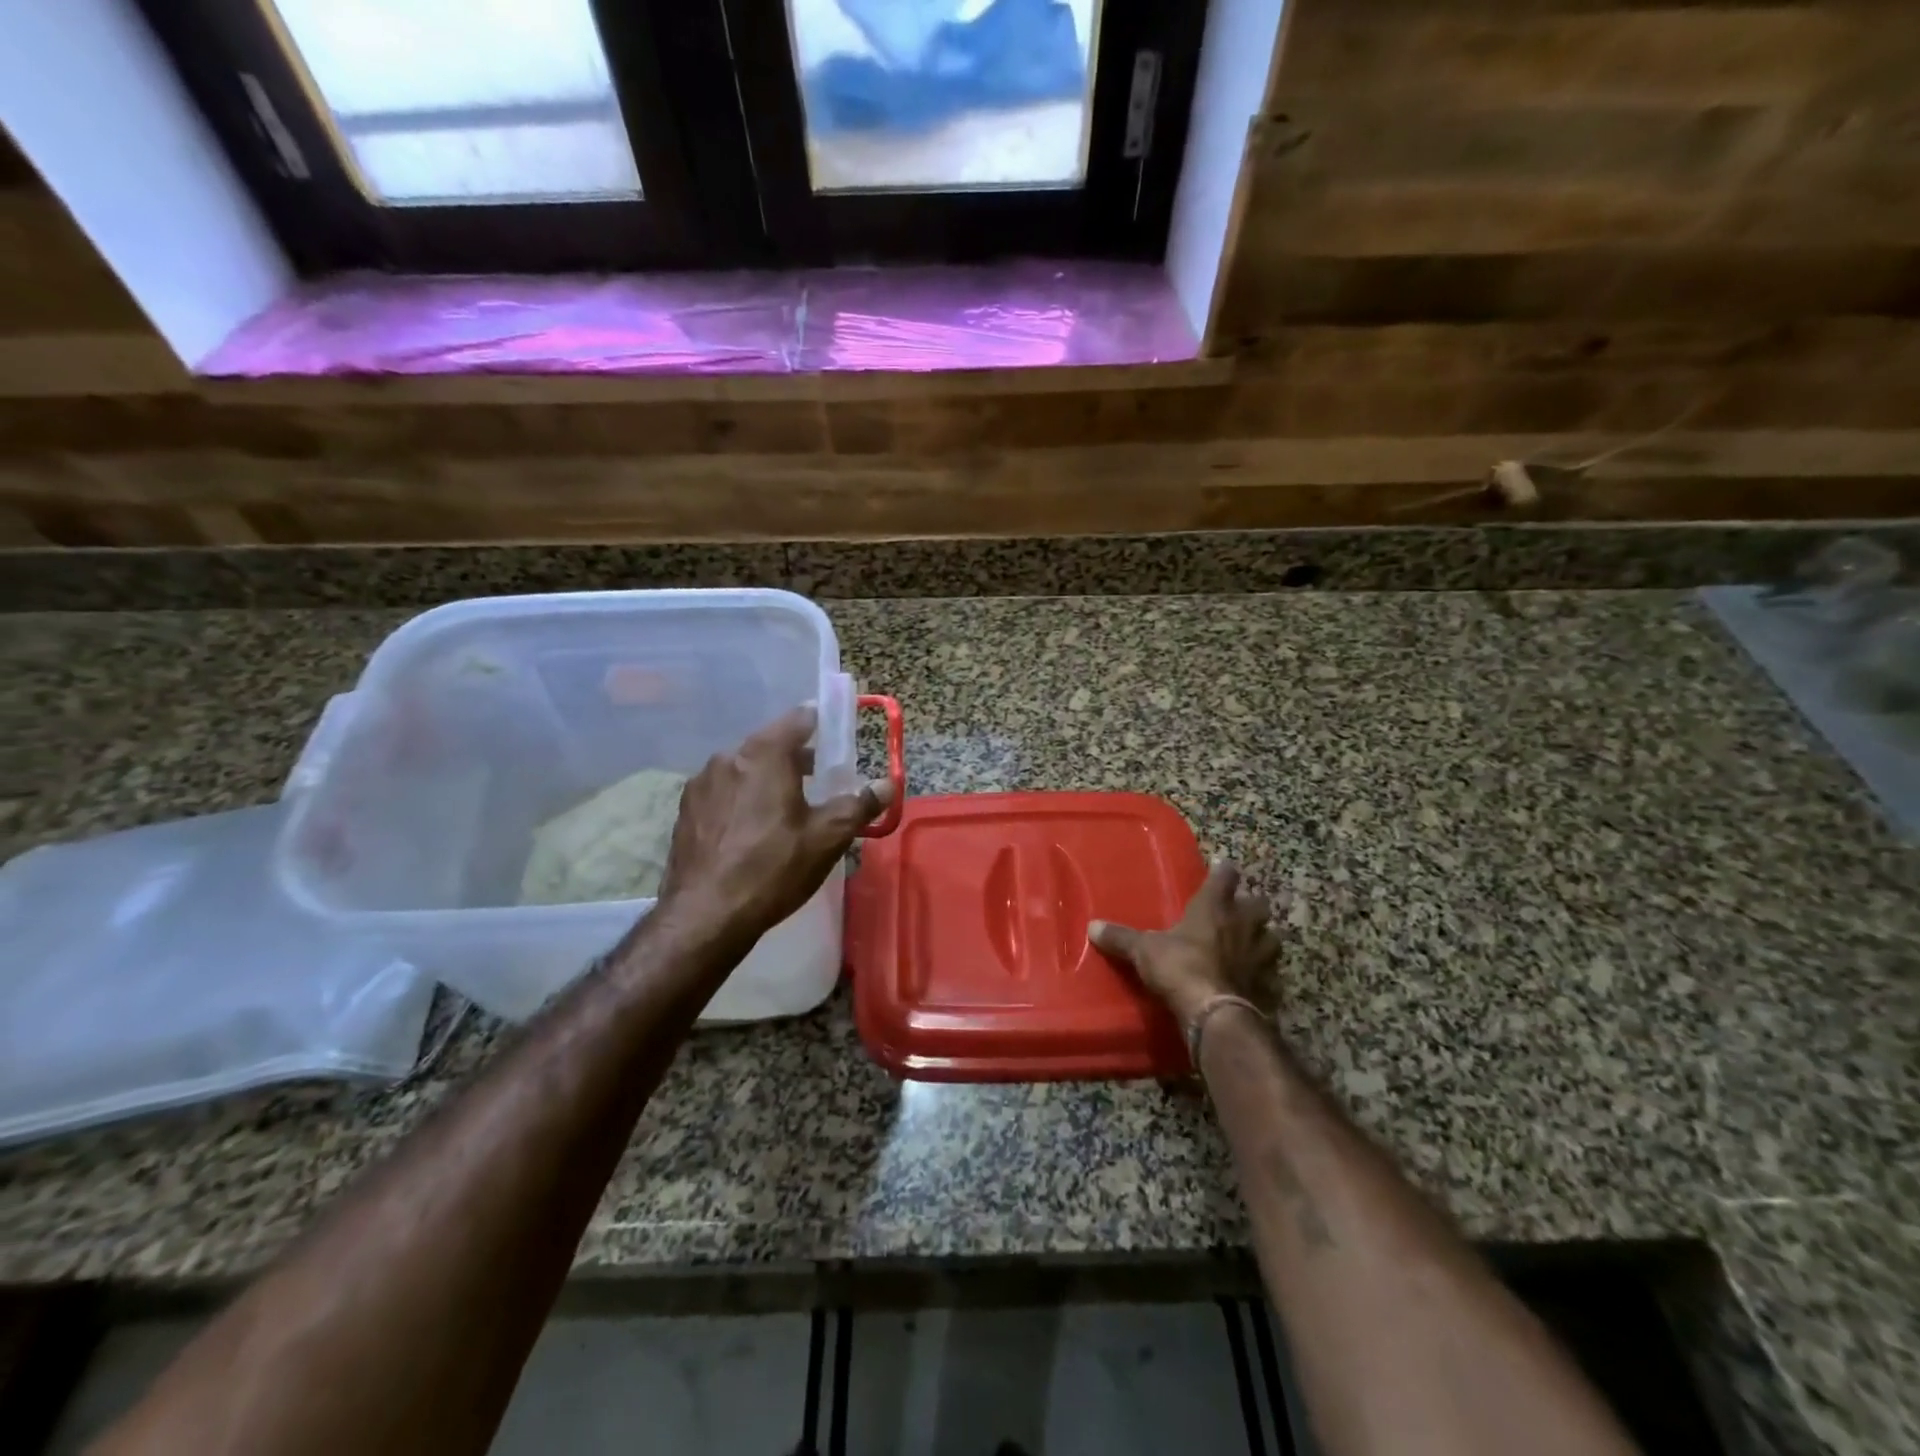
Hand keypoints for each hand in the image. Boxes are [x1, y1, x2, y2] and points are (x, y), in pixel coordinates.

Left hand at [657, 706, 892, 943]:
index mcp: (764, 754)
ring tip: (785, 809)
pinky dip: (742, 799)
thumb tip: (886, 785)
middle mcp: (728, 758)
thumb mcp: (827, 837)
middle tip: (818, 779)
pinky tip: (752, 830)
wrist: (705, 916)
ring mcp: (701, 784)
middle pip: (769, 744)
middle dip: (795, 757)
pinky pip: (723, 792)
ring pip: (743, 769)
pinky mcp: (686, 811)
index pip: (798, 719)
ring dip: (766, 779)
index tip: (835, 737)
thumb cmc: (773, 868)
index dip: (821, 723)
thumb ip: (859, 805)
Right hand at [1089, 862, 1281, 1027]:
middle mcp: (1243, 925)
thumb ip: (1121, 938)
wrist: (1214, 1012)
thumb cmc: (1179, 966)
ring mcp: (1260, 956)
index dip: (1224, 872)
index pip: (1225, 877)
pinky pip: (1272, 977)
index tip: (1223, 868)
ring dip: (1265, 939)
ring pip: (1273, 938)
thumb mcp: (1143, 950)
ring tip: (1254, 944)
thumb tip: (1092, 926)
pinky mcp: (1268, 986)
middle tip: (1240, 910)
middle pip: (1259, 904)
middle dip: (1252, 905)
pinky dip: (1266, 978)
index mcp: (1214, 907)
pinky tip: (1257, 983)